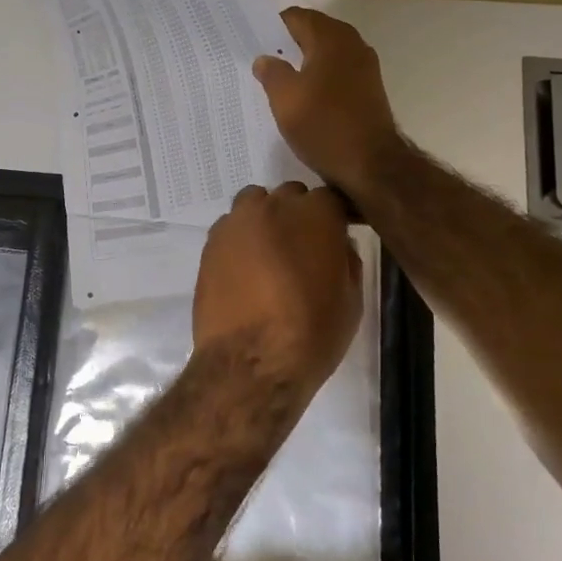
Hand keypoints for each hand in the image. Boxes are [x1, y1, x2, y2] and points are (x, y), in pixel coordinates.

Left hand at [192, 183, 362, 394]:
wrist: (250, 363)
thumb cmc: (312, 333)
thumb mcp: (351, 299)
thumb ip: (346, 259)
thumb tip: (336, 245)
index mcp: (316, 215)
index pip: (330, 198)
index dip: (334, 217)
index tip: (336, 237)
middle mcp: (274, 206)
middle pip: (290, 197)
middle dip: (298, 216)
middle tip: (302, 250)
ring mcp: (237, 222)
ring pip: (255, 204)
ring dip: (265, 220)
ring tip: (270, 255)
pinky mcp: (210, 243)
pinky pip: (231, 228)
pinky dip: (240, 239)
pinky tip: (244, 269)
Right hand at [253, 8, 401, 196]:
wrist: (371, 164)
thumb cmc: (324, 126)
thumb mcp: (285, 99)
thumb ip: (271, 73)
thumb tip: (265, 59)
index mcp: (330, 39)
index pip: (296, 17)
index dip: (272, 27)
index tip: (252, 42)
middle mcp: (352, 44)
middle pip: (313, 32)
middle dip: (288, 43)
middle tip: (261, 61)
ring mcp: (365, 67)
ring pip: (327, 53)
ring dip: (304, 61)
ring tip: (278, 80)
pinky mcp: (369, 89)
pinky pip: (337, 72)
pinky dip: (319, 77)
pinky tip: (304, 97)